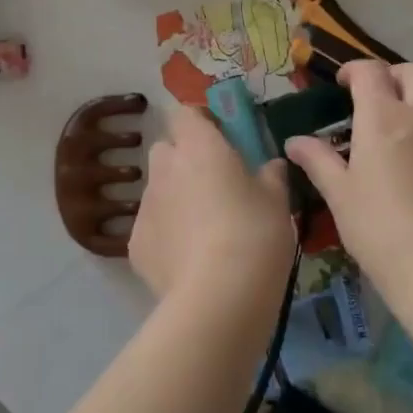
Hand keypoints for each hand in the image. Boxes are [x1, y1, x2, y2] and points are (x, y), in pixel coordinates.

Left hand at [128, 107, 294, 321]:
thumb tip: (271, 166)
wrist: (218, 298)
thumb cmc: (255, 235)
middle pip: (167, 150)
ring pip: (159, 190)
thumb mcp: (278, 201)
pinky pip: (152, 228)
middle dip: (186, 160)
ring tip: (205, 231)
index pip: (185, 113)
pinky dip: (167, 237)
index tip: (222, 140)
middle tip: (215, 185)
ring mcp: (145, 207)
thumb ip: (272, 175)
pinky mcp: (135, 244)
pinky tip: (190, 262)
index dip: (201, 123)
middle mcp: (164, 168)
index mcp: (198, 146)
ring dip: (177, 199)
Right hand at [285, 61, 412, 288]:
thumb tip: (294, 142)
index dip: (354, 71)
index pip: (370, 71)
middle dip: (394, 76)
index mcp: (384, 117)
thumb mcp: (340, 194)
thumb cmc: (379, 228)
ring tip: (406, 128)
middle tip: (378, 100)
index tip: (343, 85)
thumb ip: (318, 160)